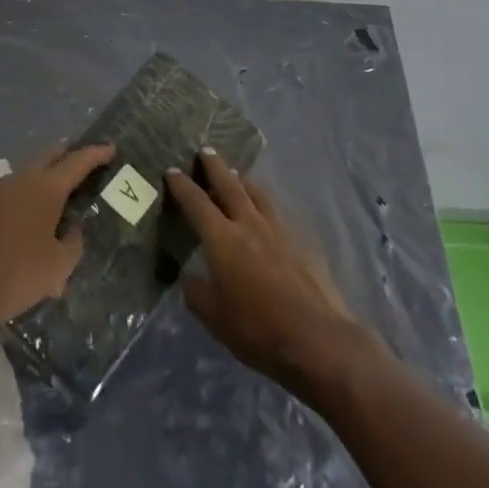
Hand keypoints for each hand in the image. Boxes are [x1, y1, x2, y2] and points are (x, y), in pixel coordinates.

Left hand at [0, 140, 115, 338]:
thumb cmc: (16, 274)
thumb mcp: (57, 267)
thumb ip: (72, 245)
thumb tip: (73, 231)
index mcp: (45, 188)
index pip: (77, 162)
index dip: (96, 154)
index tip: (110, 148)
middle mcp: (21, 181)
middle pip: (49, 157)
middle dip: (66, 153)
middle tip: (80, 154)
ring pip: (27, 174)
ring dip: (44, 175)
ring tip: (57, 187)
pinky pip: (10, 195)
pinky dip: (25, 197)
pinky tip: (27, 218)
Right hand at [165, 150, 368, 394]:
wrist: (316, 337)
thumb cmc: (258, 329)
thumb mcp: (215, 318)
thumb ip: (197, 292)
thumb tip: (189, 275)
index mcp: (222, 238)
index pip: (196, 203)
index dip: (182, 185)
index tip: (172, 170)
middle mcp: (248, 223)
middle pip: (229, 184)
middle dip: (214, 166)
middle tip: (206, 151)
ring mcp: (277, 228)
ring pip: (256, 192)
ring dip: (242, 179)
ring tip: (236, 172)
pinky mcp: (300, 239)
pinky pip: (275, 209)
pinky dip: (264, 200)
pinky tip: (265, 208)